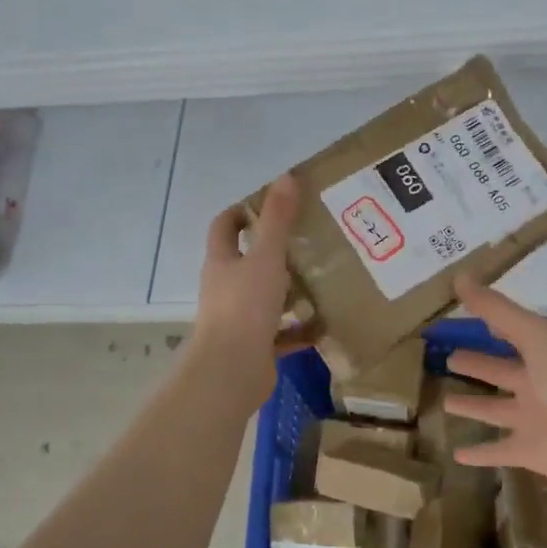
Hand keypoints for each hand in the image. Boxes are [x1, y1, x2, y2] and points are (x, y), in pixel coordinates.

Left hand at [191, 175, 314, 407]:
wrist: (232, 370)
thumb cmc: (245, 307)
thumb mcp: (266, 257)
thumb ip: (278, 220)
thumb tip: (286, 177)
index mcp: (222, 262)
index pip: (224, 227)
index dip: (239, 212)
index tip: (265, 204)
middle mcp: (226, 288)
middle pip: (245, 262)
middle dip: (271, 251)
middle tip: (306, 239)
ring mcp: (238, 319)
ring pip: (264, 298)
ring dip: (287, 290)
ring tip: (320, 278)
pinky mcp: (255, 347)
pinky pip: (281, 334)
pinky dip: (299, 329)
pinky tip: (324, 324)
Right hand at [444, 276, 546, 483]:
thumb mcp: (534, 333)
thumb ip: (496, 309)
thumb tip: (460, 277)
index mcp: (544, 356)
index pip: (513, 337)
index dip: (493, 326)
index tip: (470, 318)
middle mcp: (538, 387)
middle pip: (501, 374)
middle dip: (478, 366)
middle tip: (451, 359)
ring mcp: (533, 421)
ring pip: (495, 412)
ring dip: (473, 408)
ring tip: (446, 403)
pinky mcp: (529, 452)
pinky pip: (499, 452)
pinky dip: (479, 454)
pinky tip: (456, 454)